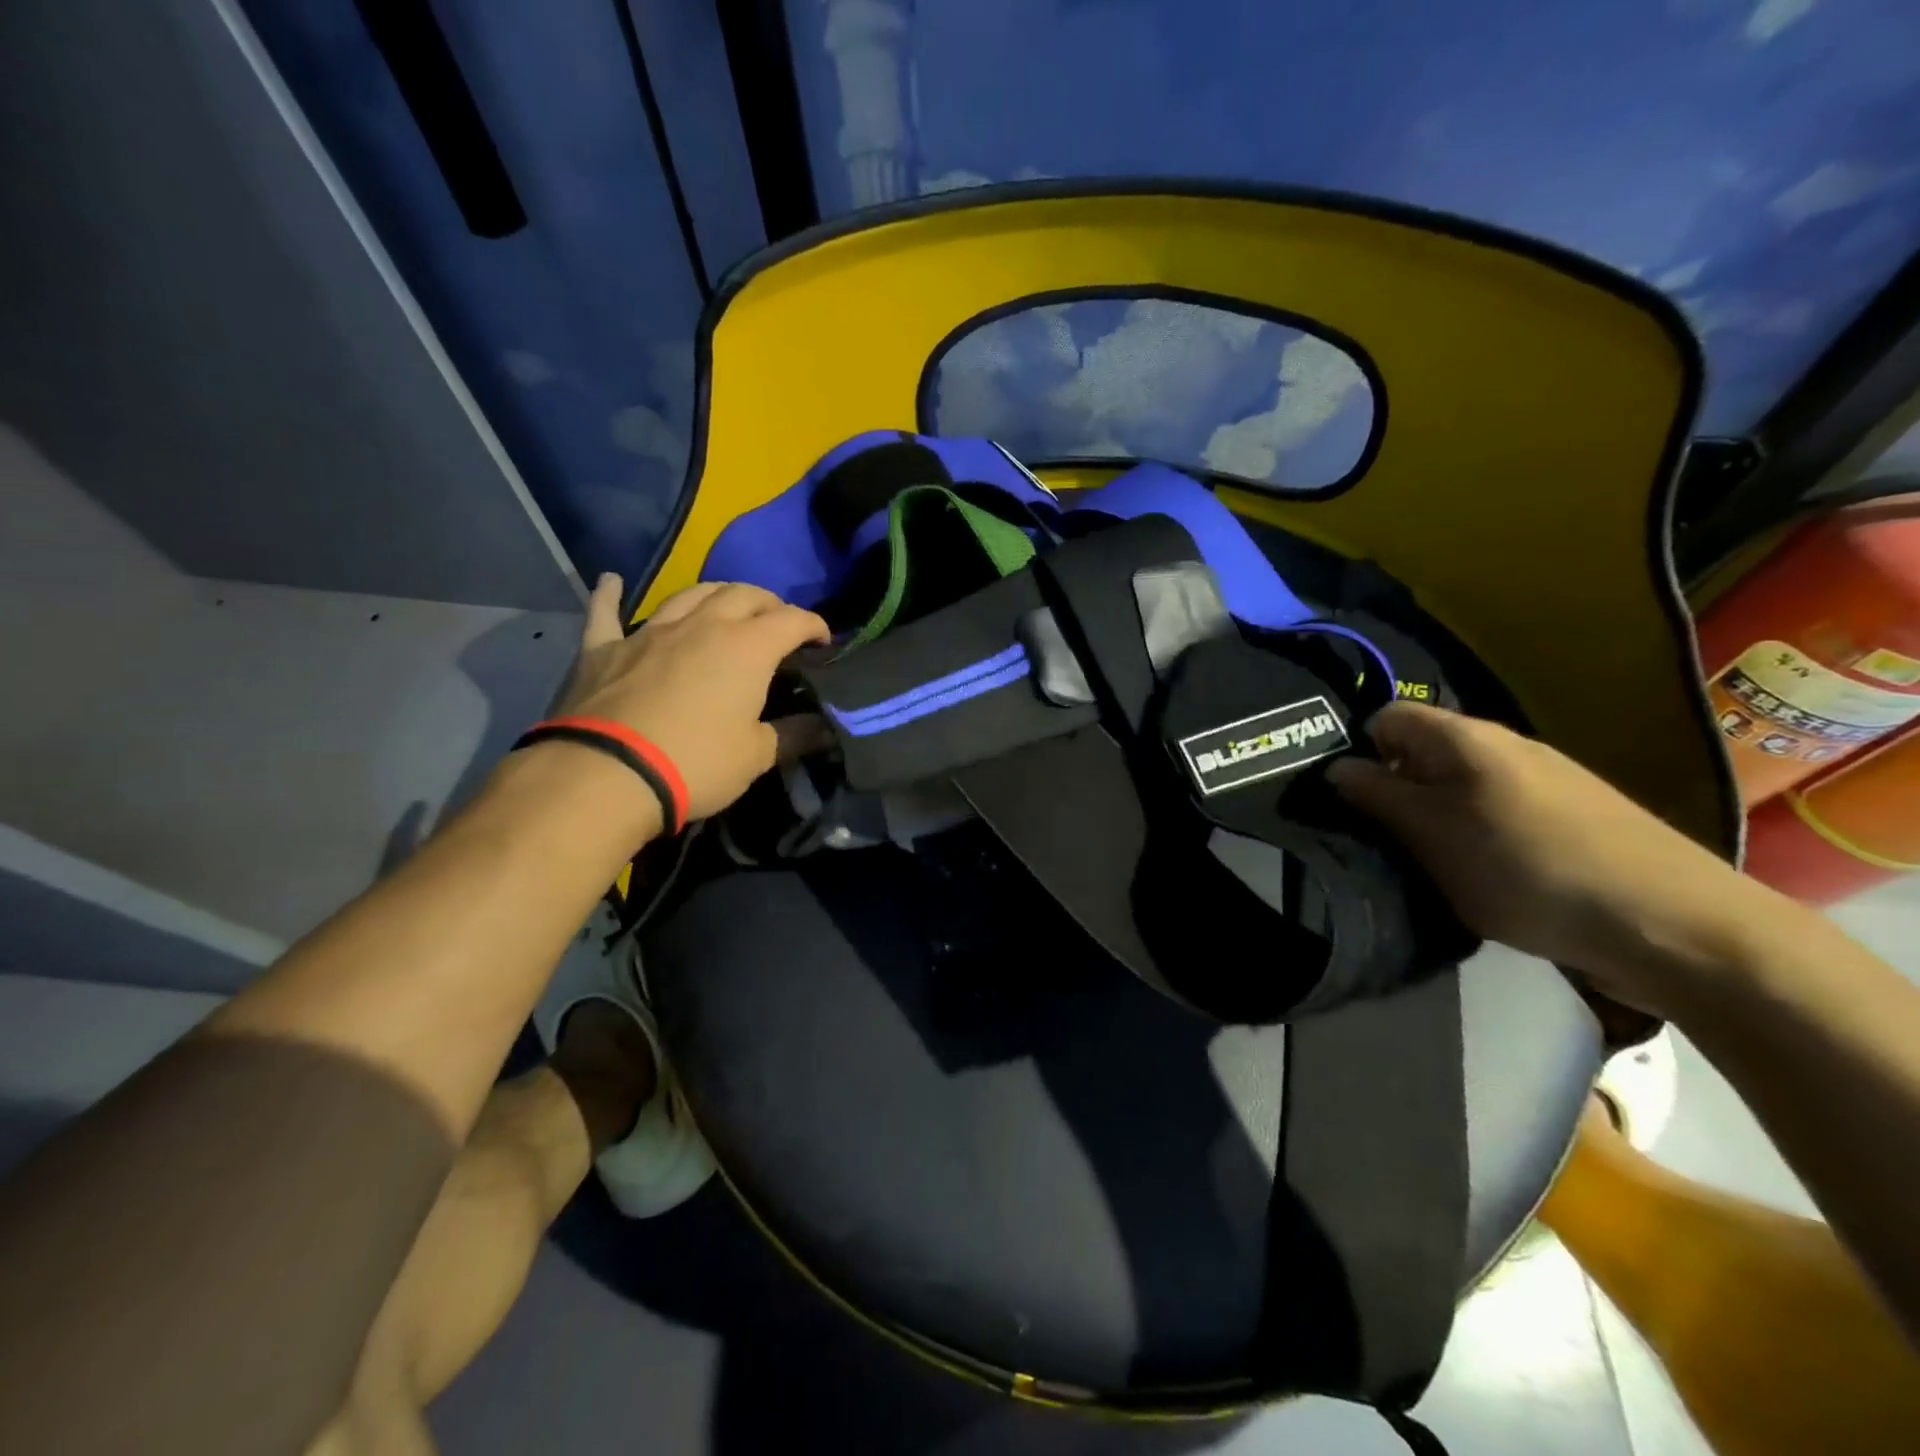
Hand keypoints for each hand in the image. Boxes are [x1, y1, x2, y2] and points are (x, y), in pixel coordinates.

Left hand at [554, 575, 829, 821]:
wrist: (607, 775)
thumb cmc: (696, 763)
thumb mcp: (755, 756)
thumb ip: (793, 735)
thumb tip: (825, 729)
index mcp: (747, 648)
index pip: (792, 620)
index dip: (814, 625)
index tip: (824, 640)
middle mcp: (702, 626)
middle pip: (742, 594)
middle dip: (768, 603)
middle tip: (778, 622)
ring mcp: (651, 632)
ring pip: (689, 594)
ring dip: (715, 594)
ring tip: (726, 605)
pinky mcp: (605, 648)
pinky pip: (607, 612)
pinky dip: (610, 594)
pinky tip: (611, 581)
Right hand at [1327, 702, 1763, 1016]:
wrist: (1674, 925)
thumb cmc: (1529, 870)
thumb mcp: (1432, 836)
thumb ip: (1377, 797)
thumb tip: (1335, 768)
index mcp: (1466, 738)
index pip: (1387, 718)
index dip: (1359, 752)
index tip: (1350, 801)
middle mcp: (1504, 746)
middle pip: (1422, 753)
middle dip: (1393, 791)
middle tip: (1380, 840)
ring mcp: (1542, 781)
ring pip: (1458, 787)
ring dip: (1433, 819)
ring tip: (1427, 863)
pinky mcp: (1570, 817)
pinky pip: (1495, 812)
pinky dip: (1473, 836)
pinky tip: (1482, 875)